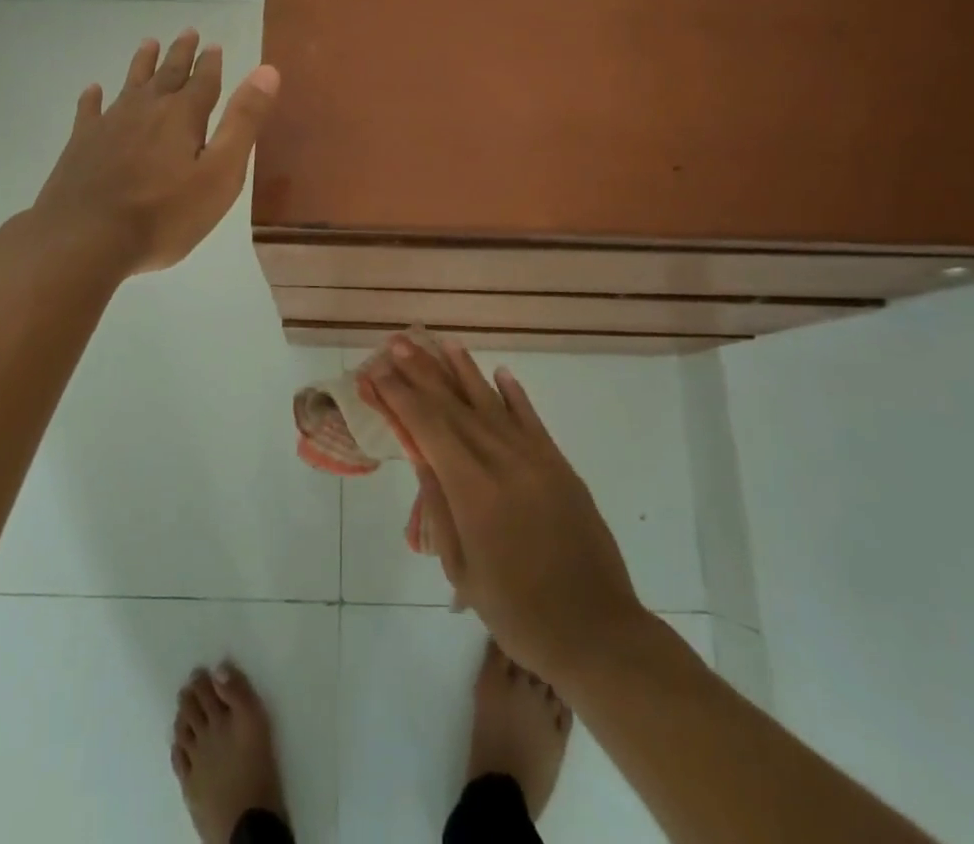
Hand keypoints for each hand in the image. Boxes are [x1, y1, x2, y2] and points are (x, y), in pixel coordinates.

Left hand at [33, 30, 279, 274]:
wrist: (85, 239)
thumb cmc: (164, 215)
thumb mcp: (220, 174)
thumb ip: (243, 122)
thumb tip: (267, 71)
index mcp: (182, 116)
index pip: (203, 81)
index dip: (211, 63)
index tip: (214, 44)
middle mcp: (146, 110)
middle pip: (167, 74)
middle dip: (180, 54)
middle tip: (188, 32)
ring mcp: (109, 125)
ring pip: (130, 85)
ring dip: (142, 64)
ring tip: (148, 43)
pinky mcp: (81, 144)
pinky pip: (89, 111)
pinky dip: (93, 98)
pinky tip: (93, 91)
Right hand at [366, 335, 643, 686]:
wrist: (596, 632)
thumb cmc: (517, 612)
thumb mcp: (463, 569)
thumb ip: (439, 506)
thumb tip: (418, 454)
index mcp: (473, 490)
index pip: (427, 427)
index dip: (399, 396)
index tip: (376, 370)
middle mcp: (502, 461)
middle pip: (453, 406)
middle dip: (422, 372)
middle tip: (398, 342)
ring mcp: (535, 459)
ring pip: (491, 402)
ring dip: (463, 370)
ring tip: (441, 342)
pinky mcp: (559, 465)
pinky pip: (531, 419)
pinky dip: (514, 393)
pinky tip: (500, 372)